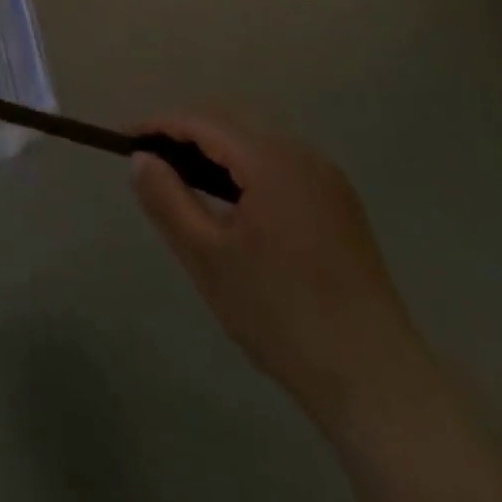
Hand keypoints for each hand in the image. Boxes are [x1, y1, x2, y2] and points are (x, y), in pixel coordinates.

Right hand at [131, 113, 430, 425]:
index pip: (202, 121)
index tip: (123, 141)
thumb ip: (167, 200)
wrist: (379, 383)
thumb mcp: (207, 258)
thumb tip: (140, 159)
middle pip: (230, 119)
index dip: (157, 125)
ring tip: (182, 177)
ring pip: (256, 137)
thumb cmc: (282, 316)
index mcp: (272, 161)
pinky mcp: (339, 203)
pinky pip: (279, 160)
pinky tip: (232, 199)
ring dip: (215, 145)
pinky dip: (245, 163)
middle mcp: (303, 154)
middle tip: (150, 160)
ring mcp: (327, 178)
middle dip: (185, 130)